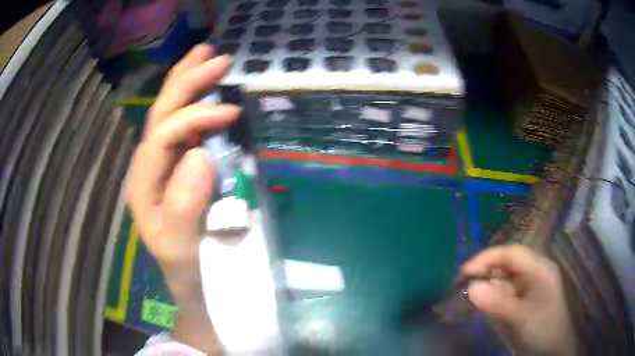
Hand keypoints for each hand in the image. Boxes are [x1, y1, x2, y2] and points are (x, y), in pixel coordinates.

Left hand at [126, 43, 239, 352]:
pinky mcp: (179, 164)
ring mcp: (163, 163)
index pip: (162, 136)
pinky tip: (206, 87)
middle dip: (187, 82)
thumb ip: (183, 206)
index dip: (194, 117)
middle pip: (161, 113)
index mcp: (143, 183)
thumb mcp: (181, 248)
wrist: (192, 279)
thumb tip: (199, 155)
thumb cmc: (187, 266)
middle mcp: (148, 166)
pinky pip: (184, 124)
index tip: (231, 113)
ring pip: (169, 113)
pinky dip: (196, 100)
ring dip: (188, 81)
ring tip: (207, 55)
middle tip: (217, 57)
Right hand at [462, 245, 576, 355]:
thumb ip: (497, 303)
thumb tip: (470, 287)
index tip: (465, 271)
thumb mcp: (521, 318)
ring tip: (467, 292)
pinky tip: (480, 301)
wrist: (551, 350)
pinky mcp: (522, 298)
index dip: (488, 257)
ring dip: (486, 282)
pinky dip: (490, 294)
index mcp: (539, 269)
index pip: (512, 253)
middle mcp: (534, 271)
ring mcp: (528, 285)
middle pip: (507, 262)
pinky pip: (503, 290)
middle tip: (462, 282)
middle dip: (485, 269)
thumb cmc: (542, 330)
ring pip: (504, 276)